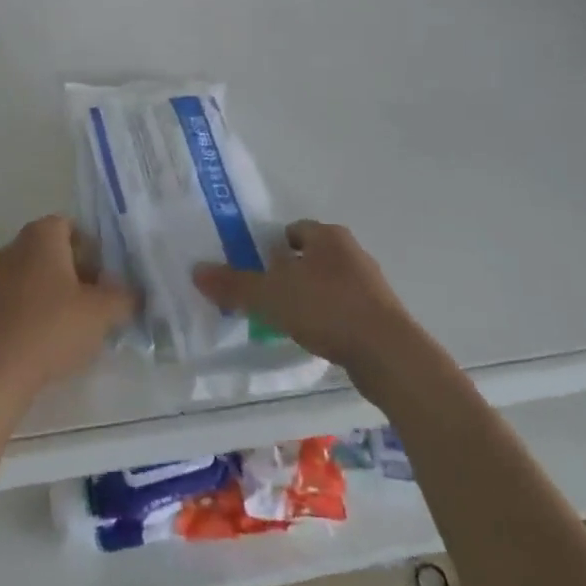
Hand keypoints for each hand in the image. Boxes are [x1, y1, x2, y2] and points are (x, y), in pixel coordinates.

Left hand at [0, 215, 139, 403]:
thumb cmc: (51, 329)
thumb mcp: (102, 313)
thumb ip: (124, 297)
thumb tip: (133, 293)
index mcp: (41, 235)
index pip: (72, 227)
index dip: (93, 251)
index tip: (105, 280)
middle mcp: (12, 247)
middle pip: (52, 252)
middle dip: (75, 274)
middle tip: (94, 305)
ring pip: (32, 278)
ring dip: (52, 296)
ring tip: (70, 329)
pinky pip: (13, 302)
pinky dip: (29, 315)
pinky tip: (41, 345)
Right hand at [192, 220, 421, 376]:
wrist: (389, 354)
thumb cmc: (328, 309)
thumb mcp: (271, 296)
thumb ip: (234, 285)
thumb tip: (196, 271)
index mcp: (327, 236)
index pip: (292, 230)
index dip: (270, 247)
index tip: (254, 269)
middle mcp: (351, 252)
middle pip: (310, 256)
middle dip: (288, 273)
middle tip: (264, 296)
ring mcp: (369, 284)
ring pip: (328, 283)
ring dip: (308, 297)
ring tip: (286, 321)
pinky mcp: (380, 315)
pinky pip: (344, 309)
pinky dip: (327, 319)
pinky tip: (315, 338)